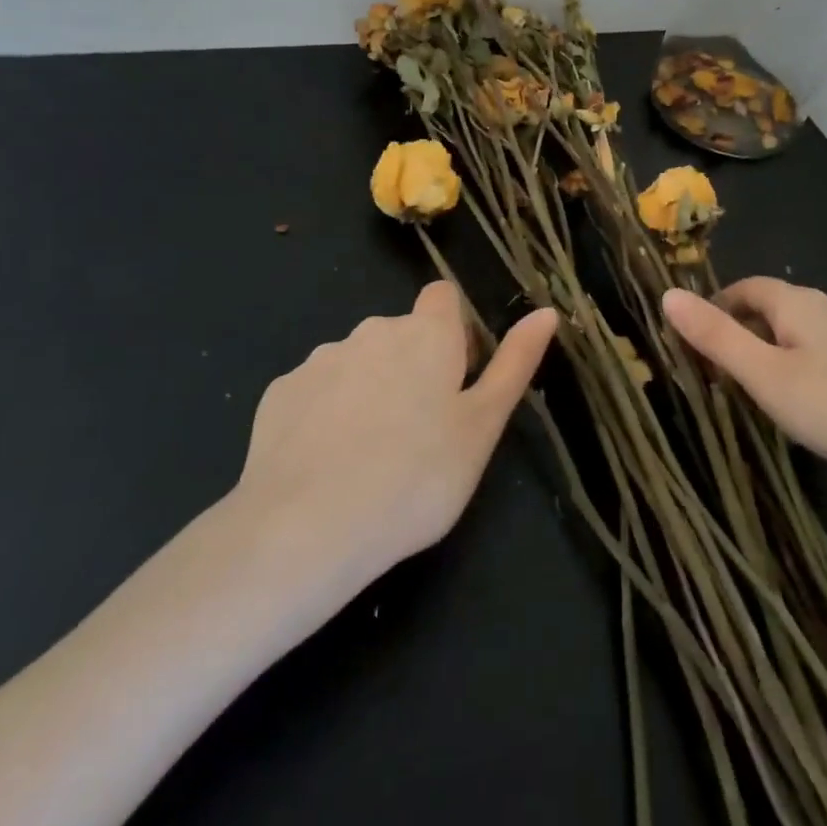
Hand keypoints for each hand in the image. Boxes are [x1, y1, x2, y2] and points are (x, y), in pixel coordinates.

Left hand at [228, 282, 557, 598]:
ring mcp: (320, 359)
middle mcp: (372, 331)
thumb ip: (515, 363)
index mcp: (426, 334)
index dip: (456, 330)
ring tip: (372, 456)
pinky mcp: (280, 392)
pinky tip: (327, 464)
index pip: (444, 296)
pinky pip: (317, 391)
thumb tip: (546, 311)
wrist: (307, 529)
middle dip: (413, 365)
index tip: (457, 378)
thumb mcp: (483, 426)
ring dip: (370, 388)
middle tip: (422, 431)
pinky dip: (327, 414)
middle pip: (401, 333)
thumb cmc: (417, 477)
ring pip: (358, 362)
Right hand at [663, 278, 826, 498]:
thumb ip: (717, 338)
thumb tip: (667, 294)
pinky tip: (811, 408)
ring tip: (759, 399)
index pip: (743, 288)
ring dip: (770, 355)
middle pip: (770, 309)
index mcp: (798, 303)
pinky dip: (802, 369)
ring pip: (799, 334)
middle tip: (720, 381)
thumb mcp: (769, 379)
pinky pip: (825, 353)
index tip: (694, 349)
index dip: (714, 311)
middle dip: (740, 335)